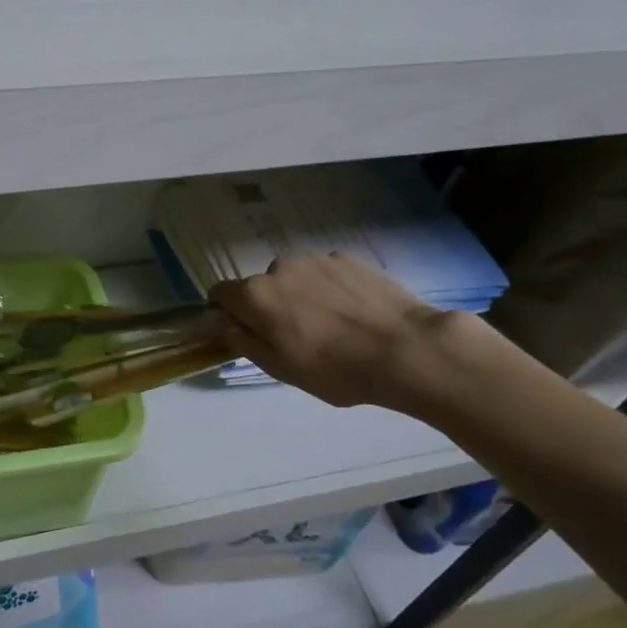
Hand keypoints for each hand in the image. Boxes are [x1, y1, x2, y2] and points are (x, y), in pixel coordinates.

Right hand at [209, 253, 468, 413]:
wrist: (406, 349)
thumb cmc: (336, 369)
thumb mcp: (281, 368)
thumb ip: (245, 342)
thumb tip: (223, 325)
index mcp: (256, 296)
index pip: (220, 293)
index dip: (225, 312)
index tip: (243, 331)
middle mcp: (279, 268)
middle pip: (261, 286)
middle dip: (269, 305)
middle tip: (296, 336)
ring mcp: (316, 259)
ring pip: (294, 277)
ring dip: (300, 295)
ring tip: (330, 324)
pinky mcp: (348, 258)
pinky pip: (324, 273)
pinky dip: (328, 288)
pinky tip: (353, 312)